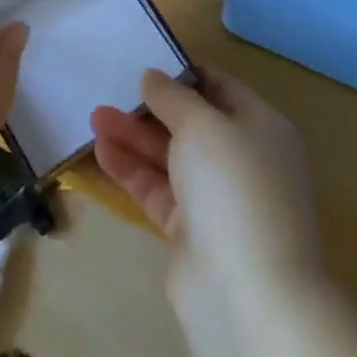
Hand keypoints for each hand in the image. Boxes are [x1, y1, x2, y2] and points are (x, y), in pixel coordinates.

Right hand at [91, 69, 320, 315]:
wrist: (249, 295)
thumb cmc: (233, 188)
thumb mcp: (202, 125)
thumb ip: (173, 97)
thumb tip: (153, 77)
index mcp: (262, 128)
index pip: (220, 87)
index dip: (183, 73)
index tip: (144, 61)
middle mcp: (243, 160)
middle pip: (191, 123)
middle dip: (150, 107)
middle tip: (110, 91)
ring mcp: (218, 199)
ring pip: (170, 157)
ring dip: (134, 136)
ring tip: (94, 117)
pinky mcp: (192, 232)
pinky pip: (158, 190)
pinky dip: (132, 170)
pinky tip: (102, 151)